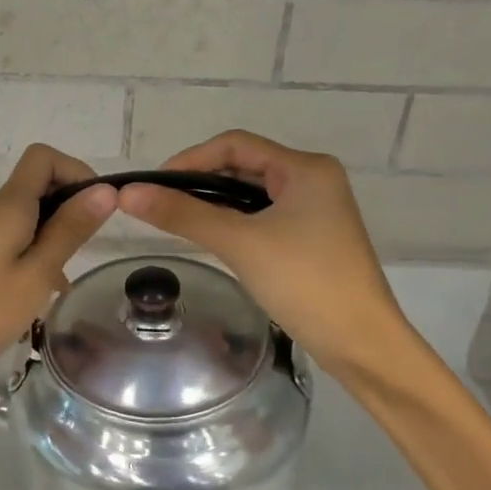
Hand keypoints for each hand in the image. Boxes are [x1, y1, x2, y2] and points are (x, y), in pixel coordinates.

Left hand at [0, 144, 116, 414]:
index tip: (98, 210)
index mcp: (7, 205)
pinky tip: (37, 295)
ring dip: (51, 238)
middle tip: (83, 253)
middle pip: (36, 186)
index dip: (76, 172)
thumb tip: (105, 190)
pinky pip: (8, 241)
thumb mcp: (36, 274)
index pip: (43, 157)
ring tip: (61, 284)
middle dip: (68, 209)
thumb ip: (70, 230)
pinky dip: (31, 255)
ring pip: (24, 218)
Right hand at [117, 130, 414, 375]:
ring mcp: (316, 210)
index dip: (190, 159)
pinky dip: (234, 222)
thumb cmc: (305, 282)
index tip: (154, 185)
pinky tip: (211, 238)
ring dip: (215, 202)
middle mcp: (313, 180)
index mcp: (305, 168)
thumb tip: (128, 193)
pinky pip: (263, 217)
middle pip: (243, 165)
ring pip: (252, 193)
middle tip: (161, 203)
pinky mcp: (312, 238)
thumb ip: (183, 214)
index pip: (235, 144)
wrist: (362, 345)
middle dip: (200, 180)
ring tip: (178, 219)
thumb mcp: (239, 243)